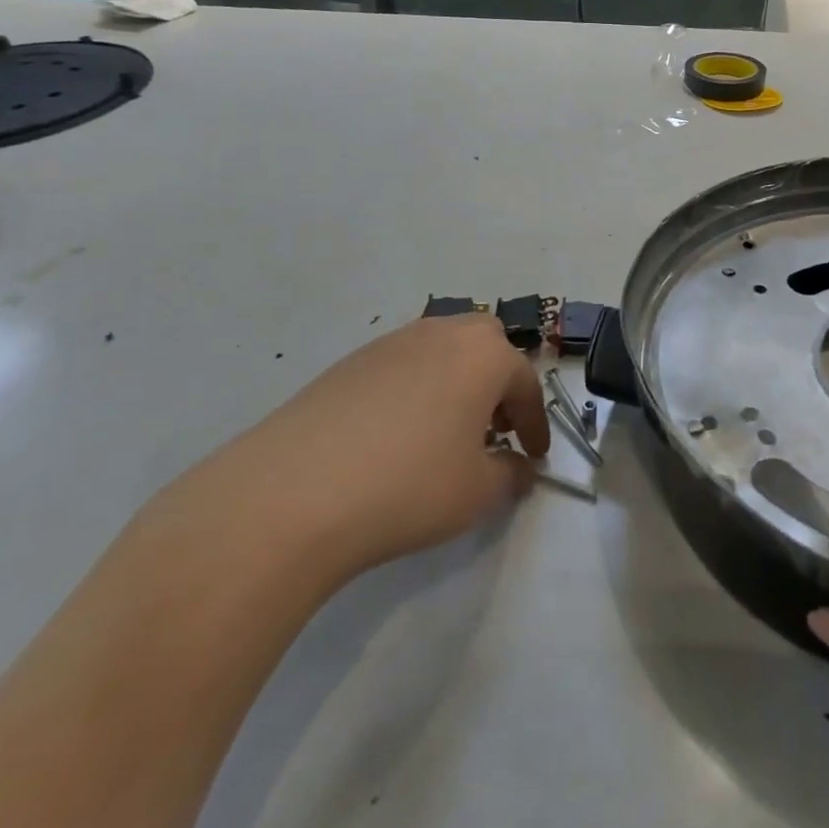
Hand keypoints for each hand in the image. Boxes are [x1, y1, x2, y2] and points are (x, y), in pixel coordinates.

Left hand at [183, 316, 549, 586]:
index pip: (525, 383)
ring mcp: (390, 343)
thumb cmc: (409, 486)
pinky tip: (398, 435)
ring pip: (441, 351)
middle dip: (498, 383)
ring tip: (447, 433)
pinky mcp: (348, 363)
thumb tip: (517, 468)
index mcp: (483, 355)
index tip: (535, 456)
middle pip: (485, 344)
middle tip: (493, 429)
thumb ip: (509, 475)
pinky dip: (416, 390)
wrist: (293, 494)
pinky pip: (401, 366)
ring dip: (457, 383)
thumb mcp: (477, 492)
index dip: (535, 423)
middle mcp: (440, 334)